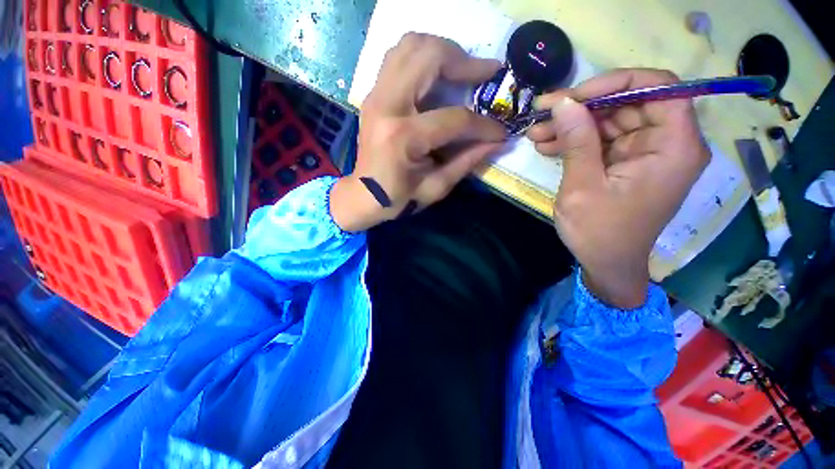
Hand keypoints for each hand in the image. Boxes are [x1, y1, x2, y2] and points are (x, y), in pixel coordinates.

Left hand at [330, 33, 506, 231]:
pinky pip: (398, 56)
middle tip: (485, 75)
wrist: (362, 196)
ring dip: (443, 52)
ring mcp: (376, 95)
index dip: (484, 125)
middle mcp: (387, 105)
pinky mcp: (373, 94)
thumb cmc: (397, 199)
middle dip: (465, 62)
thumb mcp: (435, 188)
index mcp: (404, 137)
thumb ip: (467, 162)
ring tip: (463, 70)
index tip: (500, 130)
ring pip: (411, 45)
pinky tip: (437, 74)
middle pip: (430, 57)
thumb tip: (497, 142)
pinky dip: (423, 57)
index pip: (455, 118)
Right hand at [527, 69, 709, 307]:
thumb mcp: (582, 187)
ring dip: (572, 125)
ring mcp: (646, 153)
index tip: (574, 96)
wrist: (605, 265)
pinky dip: (575, 141)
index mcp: (674, 148)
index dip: (616, 82)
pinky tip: (547, 145)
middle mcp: (667, 144)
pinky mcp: (628, 163)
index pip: (660, 88)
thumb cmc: (599, 232)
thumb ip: (577, 141)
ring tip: (536, 133)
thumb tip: (562, 102)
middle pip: (629, 104)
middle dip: (582, 107)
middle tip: (542, 114)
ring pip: (610, 121)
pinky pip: (602, 140)